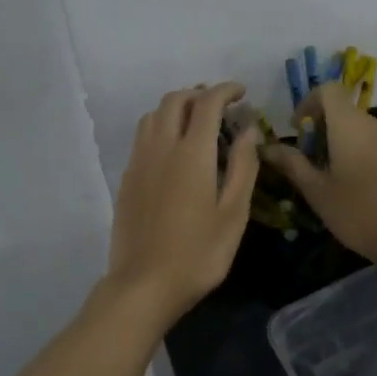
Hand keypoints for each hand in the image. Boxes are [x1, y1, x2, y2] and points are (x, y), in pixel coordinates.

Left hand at [104, 83, 259, 328]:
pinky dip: (160, 127)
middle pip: (174, 101)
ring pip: (153, 116)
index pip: (207, 103)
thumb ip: (243, 167)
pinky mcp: (127, 179)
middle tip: (221, 106)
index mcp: (191, 154)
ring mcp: (139, 163)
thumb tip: (249, 131)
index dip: (225, 91)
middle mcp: (160, 148)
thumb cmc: (198, 254)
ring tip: (196, 122)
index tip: (241, 93)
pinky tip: (173, 149)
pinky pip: (142, 137)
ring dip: (176, 107)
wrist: (143, 284)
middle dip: (199, 94)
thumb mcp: (233, 214)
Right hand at [260, 85, 376, 272]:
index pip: (328, 89)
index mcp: (349, 125)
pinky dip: (354, 151)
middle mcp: (372, 124)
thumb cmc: (358, 212)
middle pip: (342, 109)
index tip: (297, 129)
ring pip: (356, 127)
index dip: (308, 102)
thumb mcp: (317, 191)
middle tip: (305, 159)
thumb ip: (292, 164)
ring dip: (336, 141)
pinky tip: (349, 184)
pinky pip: (370, 142)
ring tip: (324, 175)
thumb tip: (267, 147)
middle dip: (319, 127)